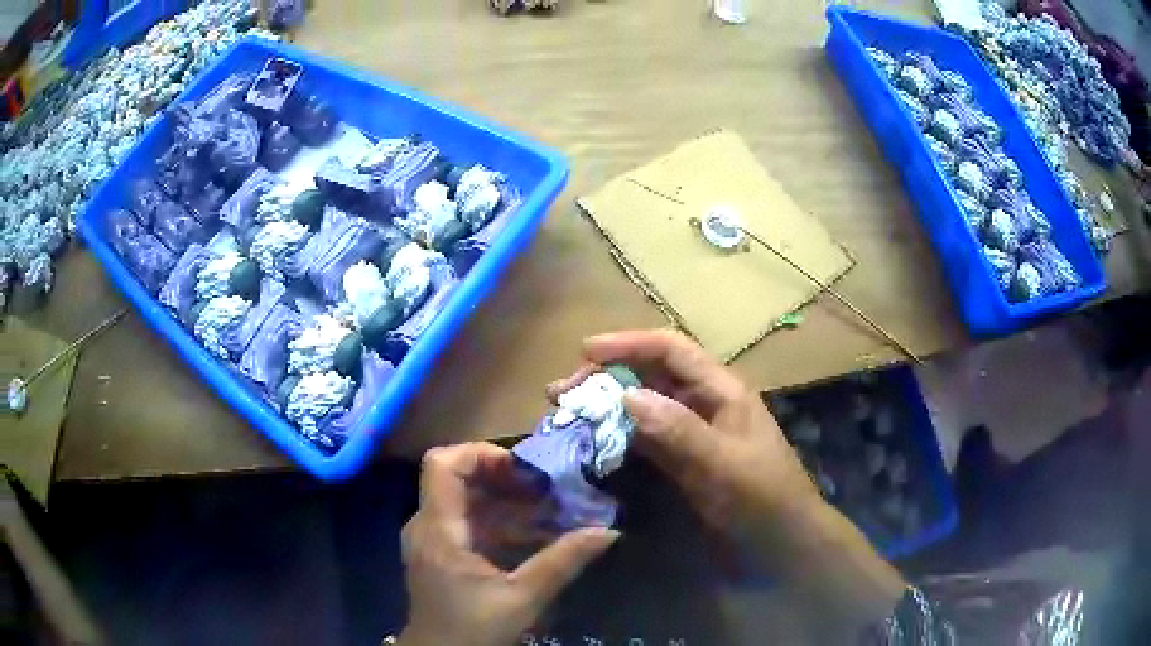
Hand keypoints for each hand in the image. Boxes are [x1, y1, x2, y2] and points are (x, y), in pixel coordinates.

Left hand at [400, 443, 618, 645]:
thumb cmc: (473, 630)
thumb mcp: (521, 598)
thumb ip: (562, 562)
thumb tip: (608, 532)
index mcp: (438, 529)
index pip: (443, 464)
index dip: (481, 454)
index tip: (523, 469)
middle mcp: (427, 525)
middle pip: (456, 477)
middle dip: (504, 477)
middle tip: (546, 487)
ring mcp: (432, 538)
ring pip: (465, 500)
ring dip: (506, 501)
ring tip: (550, 509)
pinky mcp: (441, 552)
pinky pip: (467, 522)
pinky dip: (500, 522)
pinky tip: (534, 535)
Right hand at [549, 330, 904, 633]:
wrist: (782, 544)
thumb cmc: (762, 500)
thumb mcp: (723, 465)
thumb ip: (678, 431)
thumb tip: (625, 396)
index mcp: (720, 390)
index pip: (670, 350)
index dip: (627, 344)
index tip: (582, 353)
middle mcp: (703, 405)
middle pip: (650, 375)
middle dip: (606, 376)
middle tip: (561, 395)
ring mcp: (691, 435)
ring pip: (642, 407)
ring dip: (605, 407)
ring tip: (567, 416)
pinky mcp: (681, 463)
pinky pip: (643, 440)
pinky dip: (615, 437)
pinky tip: (592, 446)